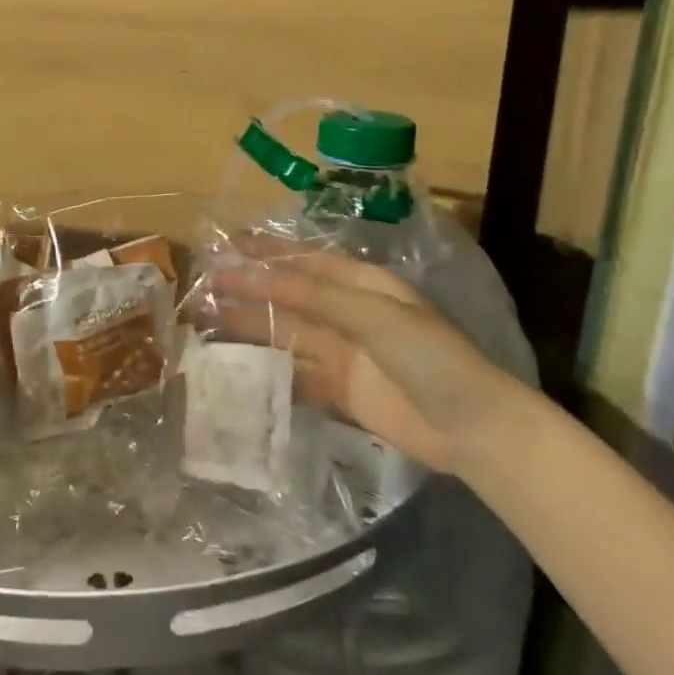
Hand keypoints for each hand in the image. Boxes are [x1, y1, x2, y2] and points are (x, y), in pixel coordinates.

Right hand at [209, 248, 535, 473]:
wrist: (471, 427)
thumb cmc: (427, 356)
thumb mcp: (373, 314)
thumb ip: (314, 295)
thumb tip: (258, 275)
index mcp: (359, 285)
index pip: (301, 262)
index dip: (262, 253)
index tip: (223, 247)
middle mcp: (346, 314)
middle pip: (286, 299)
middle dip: (245, 292)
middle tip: (201, 290)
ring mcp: (341, 354)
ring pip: (284, 335)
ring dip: (248, 329)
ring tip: (205, 325)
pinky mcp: (338, 392)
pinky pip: (293, 375)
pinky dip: (265, 373)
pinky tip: (234, 371)